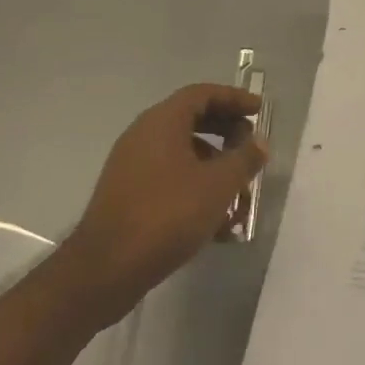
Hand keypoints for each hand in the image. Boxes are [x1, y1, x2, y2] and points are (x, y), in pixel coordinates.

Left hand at [61, 83, 267, 328]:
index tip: (260, 110)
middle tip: (252, 147)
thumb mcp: (217, 186)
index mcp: (162, 122)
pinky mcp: (129, 195)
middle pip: (193, 120)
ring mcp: (133, 165)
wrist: (105, 270)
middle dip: (227, 132)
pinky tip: (217, 221)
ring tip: (241, 193)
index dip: (234, 98)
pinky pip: (170, 178)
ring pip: (183, 153)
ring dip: (215, 165)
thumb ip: (244, 159)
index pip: (203, 93)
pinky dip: (196, 187)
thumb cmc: (167, 215)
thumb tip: (259, 142)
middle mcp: (144, 135)